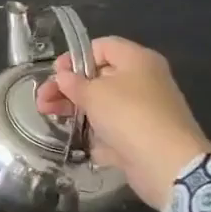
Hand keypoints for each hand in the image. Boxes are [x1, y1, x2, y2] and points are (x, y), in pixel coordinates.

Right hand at [33, 36, 210, 210]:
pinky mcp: (141, 135)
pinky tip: (75, 137)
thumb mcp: (93, 93)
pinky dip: (94, 131)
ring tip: (48, 115)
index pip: (101, 46)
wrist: (168, 164)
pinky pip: (112, 127)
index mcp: (137, 60)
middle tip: (42, 99)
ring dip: (75, 107)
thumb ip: (73, 83)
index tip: (56, 74)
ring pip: (102, 103)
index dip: (75, 57)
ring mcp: (144, 110)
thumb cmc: (129, 115)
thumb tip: (64, 78)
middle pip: (98, 76)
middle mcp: (144, 80)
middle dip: (67, 86)